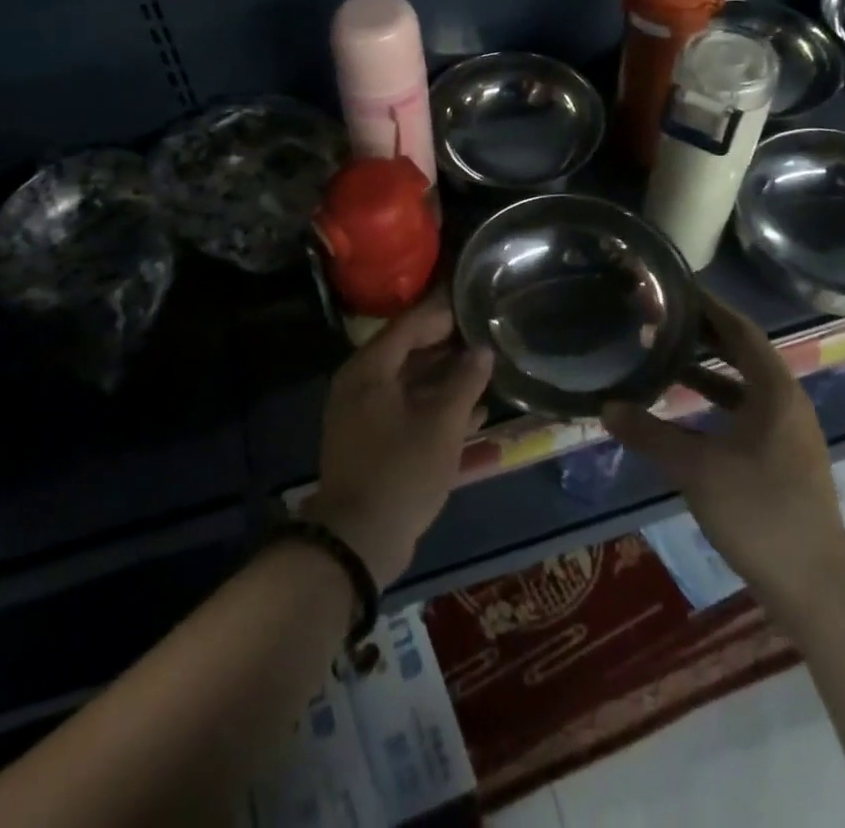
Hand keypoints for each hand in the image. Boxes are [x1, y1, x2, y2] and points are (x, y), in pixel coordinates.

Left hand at [300, 294, 493, 588]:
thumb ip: (465, 382)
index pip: (408, 325)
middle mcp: (361, 384)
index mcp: (369, 369)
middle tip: (485, 335)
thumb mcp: (442, 425)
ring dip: (446, 379)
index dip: (442, 313)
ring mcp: (365, 414)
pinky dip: (436, 409)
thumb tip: (482, 350)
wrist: (359, 541)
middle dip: (447, 346)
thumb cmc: (401, 472)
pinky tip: (475, 414)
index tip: (473, 303)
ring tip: (486, 370)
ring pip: (410, 384)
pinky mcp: (373, 441)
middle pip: (408, 352)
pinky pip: (408, 411)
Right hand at [602, 305, 844, 601]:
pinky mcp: (782, 457)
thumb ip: (649, 433)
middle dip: (704, 332)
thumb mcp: (695, 468)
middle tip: (661, 315)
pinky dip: (715, 398)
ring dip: (708, 366)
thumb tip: (606, 407)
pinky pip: (745, 409)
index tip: (675, 287)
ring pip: (744, 383)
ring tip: (666, 353)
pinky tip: (684, 407)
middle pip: (743, 352)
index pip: (741, 330)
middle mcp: (786, 403)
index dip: (709, 306)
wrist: (814, 589)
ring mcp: (787, 432)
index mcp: (775, 392)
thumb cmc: (759, 513)